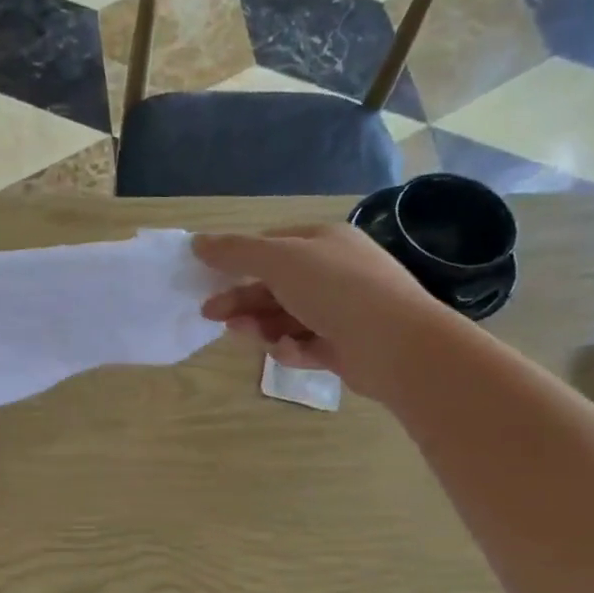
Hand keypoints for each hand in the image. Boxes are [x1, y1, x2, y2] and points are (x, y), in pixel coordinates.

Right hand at [194, 224, 450, 399]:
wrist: (396, 344)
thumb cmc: (336, 290)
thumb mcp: (279, 261)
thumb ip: (236, 252)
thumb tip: (197, 242)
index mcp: (324, 241)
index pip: (272, 245)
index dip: (238, 260)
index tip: (208, 278)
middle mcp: (335, 272)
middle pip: (275, 284)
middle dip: (242, 299)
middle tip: (210, 314)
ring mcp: (343, 310)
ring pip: (287, 316)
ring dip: (261, 324)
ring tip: (243, 334)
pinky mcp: (345, 346)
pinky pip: (306, 343)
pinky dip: (291, 348)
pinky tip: (286, 351)